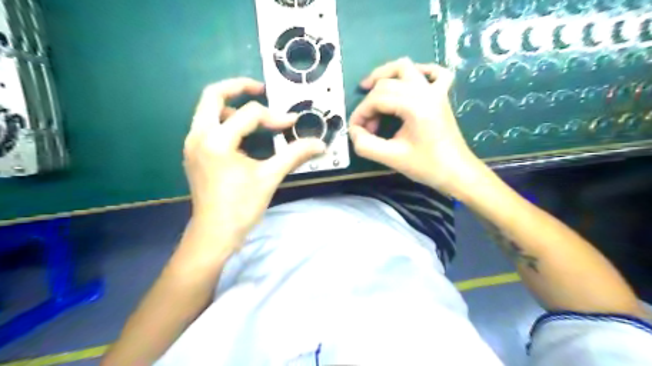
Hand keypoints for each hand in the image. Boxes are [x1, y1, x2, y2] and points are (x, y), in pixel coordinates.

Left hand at [183, 77, 325, 248]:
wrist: (214, 234)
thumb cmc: (241, 207)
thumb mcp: (270, 177)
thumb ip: (295, 155)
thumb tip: (320, 144)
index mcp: (217, 141)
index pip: (249, 114)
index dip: (275, 117)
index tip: (292, 124)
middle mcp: (198, 135)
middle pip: (212, 95)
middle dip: (238, 87)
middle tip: (261, 89)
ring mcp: (192, 144)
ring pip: (206, 109)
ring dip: (230, 105)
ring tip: (253, 115)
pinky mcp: (194, 153)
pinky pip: (206, 125)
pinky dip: (224, 121)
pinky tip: (242, 135)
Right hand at [352, 58, 483, 196]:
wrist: (457, 172)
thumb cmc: (427, 166)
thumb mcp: (392, 158)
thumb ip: (366, 145)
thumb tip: (353, 131)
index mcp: (415, 106)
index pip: (377, 98)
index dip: (360, 113)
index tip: (356, 130)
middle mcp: (425, 92)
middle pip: (387, 83)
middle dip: (370, 102)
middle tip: (367, 125)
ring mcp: (436, 91)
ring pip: (406, 67)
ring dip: (385, 74)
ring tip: (371, 88)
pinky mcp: (442, 96)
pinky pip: (434, 73)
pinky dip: (418, 71)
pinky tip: (408, 81)